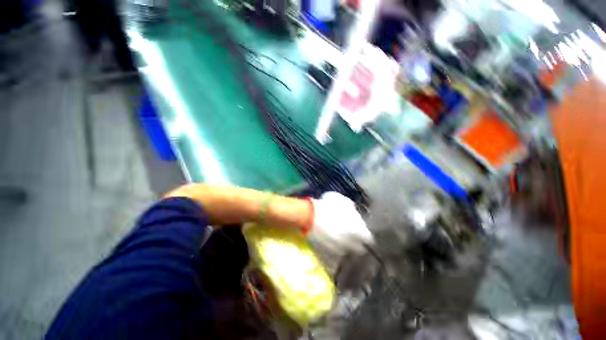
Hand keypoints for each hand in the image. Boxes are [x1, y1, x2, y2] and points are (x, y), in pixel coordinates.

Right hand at [307, 192, 373, 254]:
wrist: (309, 215)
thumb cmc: (327, 206)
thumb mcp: (342, 201)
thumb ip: (352, 209)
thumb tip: (354, 213)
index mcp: (357, 230)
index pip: (369, 239)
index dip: (366, 236)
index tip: (362, 233)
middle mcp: (350, 242)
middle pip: (360, 249)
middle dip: (358, 243)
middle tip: (353, 237)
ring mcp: (339, 248)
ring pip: (348, 251)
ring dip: (347, 246)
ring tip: (342, 239)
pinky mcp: (328, 251)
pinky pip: (336, 251)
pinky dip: (336, 247)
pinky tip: (332, 240)